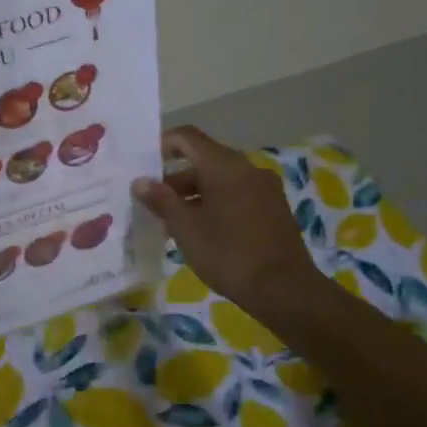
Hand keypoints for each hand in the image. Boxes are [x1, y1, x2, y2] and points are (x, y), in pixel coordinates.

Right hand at [132, 125, 323, 324]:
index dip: (163, 145)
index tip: (144, 166)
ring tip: (173, 223)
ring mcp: (265, 188)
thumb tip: (141, 182)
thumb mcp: (186, 229)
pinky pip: (237, 194)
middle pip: (204, 159)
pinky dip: (215, 203)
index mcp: (225, 166)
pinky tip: (202, 231)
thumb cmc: (228, 254)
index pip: (188, 137)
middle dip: (175, 178)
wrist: (285, 290)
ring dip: (194, 194)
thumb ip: (162, 200)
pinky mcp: (274, 208)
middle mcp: (247, 168)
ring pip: (220, 179)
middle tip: (153, 203)